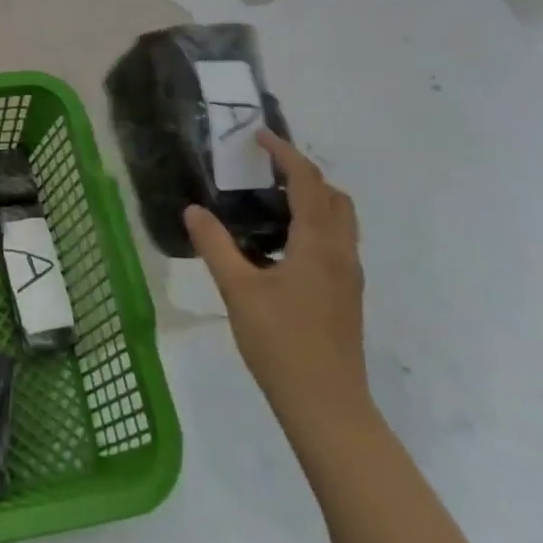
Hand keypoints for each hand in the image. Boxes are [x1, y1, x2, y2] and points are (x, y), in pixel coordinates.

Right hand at [185, 130, 369, 427]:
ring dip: (311, 199)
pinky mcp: (346, 294)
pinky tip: (279, 246)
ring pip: (339, 220)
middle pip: (333, 196)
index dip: (285, 153)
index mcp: (318, 243)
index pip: (307, 181)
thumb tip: (193, 210)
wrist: (327, 406)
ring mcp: (348, 275)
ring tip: (268, 202)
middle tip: (264, 169)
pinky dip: (313, 224)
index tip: (259, 136)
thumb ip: (215, 245)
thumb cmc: (282, 343)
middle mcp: (341, 251)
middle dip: (303, 173)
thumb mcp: (238, 291)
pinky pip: (335, 241)